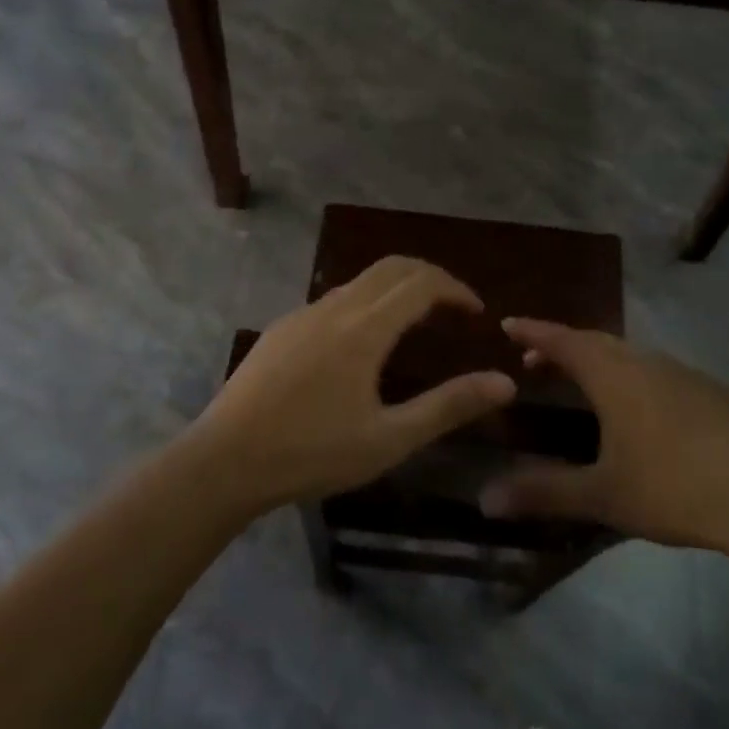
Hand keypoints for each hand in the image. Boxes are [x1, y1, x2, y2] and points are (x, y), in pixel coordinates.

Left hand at [194, 257, 515, 510]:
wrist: (223, 461)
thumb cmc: (311, 453)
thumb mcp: (389, 438)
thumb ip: (448, 406)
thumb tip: (504, 382)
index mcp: (365, 327)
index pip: (422, 282)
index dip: (456, 289)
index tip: (476, 313)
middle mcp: (335, 307)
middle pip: (392, 267)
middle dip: (430, 277)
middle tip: (453, 308)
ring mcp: (303, 314)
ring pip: (361, 282)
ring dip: (396, 290)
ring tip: (416, 326)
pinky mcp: (281, 329)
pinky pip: (334, 301)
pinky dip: (366, 304)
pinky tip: (362, 347)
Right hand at [480, 319, 728, 572]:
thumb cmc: (674, 489)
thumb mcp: (603, 495)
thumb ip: (544, 492)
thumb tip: (484, 500)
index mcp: (615, 376)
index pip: (564, 341)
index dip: (534, 332)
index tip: (508, 324)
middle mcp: (647, 363)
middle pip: (597, 341)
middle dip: (563, 346)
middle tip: (536, 361)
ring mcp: (686, 375)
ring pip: (632, 354)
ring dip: (601, 360)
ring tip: (585, 383)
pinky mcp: (715, 393)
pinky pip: (661, 372)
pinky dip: (635, 376)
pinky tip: (644, 410)